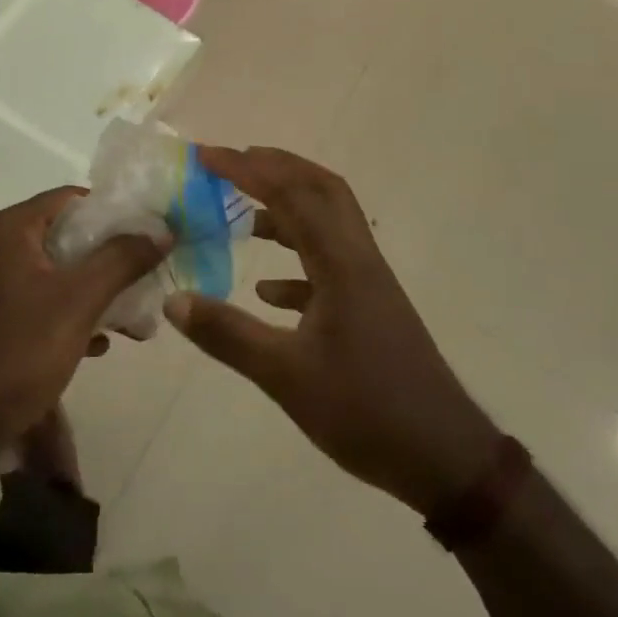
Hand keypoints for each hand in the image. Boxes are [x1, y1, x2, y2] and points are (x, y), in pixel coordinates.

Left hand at [0, 187, 165, 457]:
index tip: (147, 237)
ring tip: (129, 320)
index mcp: (6, 229)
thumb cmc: (20, 350)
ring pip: (52, 270)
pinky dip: (65, 310)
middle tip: (143, 280)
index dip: (113, 213)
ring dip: (91, 290)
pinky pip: (34, 297)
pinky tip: (94, 342)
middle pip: (63, 235)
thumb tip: (162, 229)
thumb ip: (122, 259)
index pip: (70, 199)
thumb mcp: (79, 301)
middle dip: (107, 259)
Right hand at [162, 146, 500, 515]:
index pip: (292, 194)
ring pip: (327, 224)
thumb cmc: (366, 411)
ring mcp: (368, 284)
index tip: (206, 156)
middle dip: (275, 168)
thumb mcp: (286, 377)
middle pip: (321, 190)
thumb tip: (173, 301)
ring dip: (286, 209)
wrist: (444, 460)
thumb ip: (228, 335)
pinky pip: (328, 265)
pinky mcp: (370, 309)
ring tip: (242, 215)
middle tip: (230, 164)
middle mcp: (358, 261)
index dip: (247, 168)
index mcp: (341, 264)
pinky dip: (295, 260)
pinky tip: (268, 289)